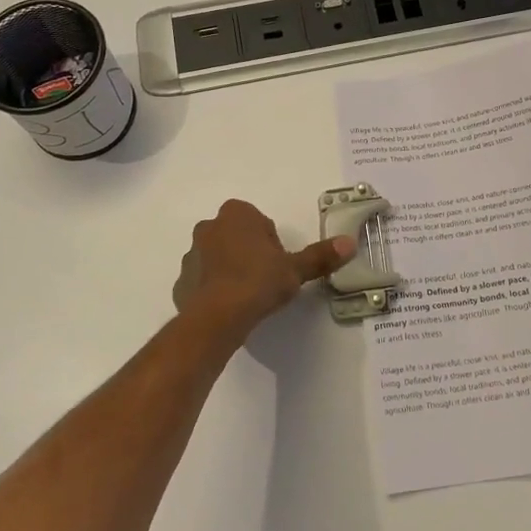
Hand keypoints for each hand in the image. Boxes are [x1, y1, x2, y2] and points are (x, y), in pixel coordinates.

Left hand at [173, 199, 354, 335]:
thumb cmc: (258, 281)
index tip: (278, 265)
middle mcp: (209, 226)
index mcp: (236, 214)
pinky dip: (214, 290)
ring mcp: (191, 254)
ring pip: (218, 257)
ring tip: (248, 296)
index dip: (272, 244)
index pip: (260, 222)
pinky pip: (203, 281)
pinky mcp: (181, 281)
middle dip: (250, 253)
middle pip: (238, 236)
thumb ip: (320, 256)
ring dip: (231, 270)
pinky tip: (229, 308)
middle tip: (266, 280)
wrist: (218, 316)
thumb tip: (349, 243)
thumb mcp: (295, 269)